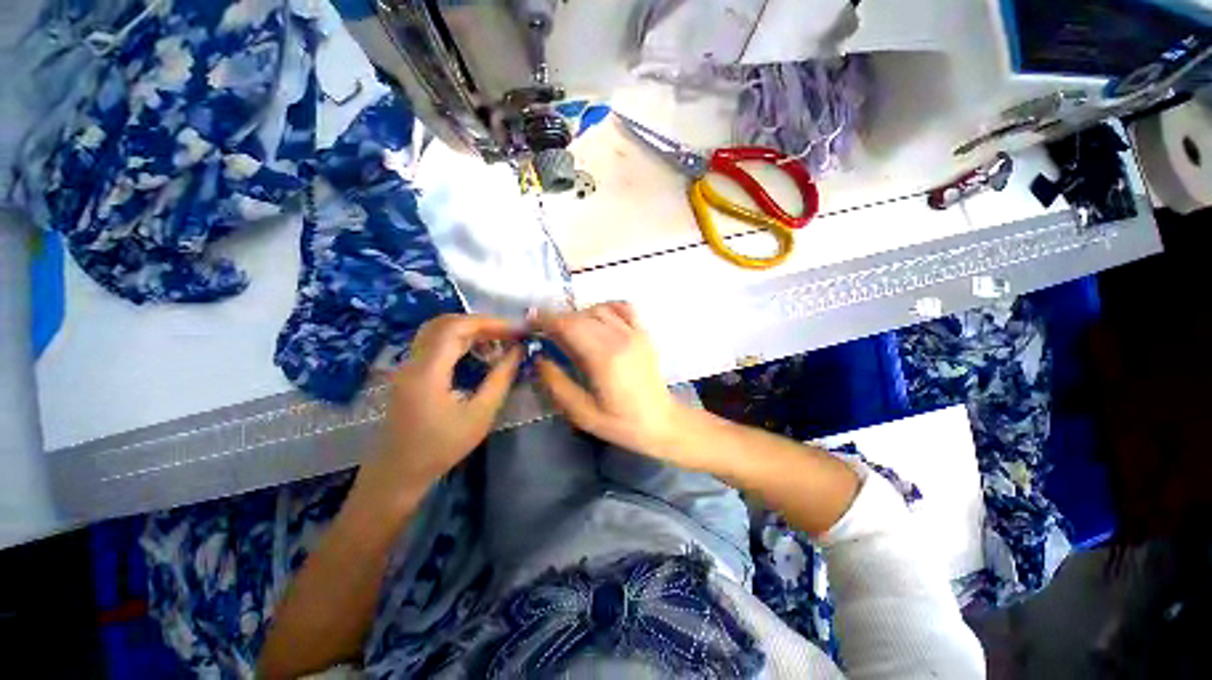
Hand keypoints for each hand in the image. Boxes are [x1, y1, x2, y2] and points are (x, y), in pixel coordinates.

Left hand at [355, 314, 522, 510]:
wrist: (398, 473)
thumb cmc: (441, 447)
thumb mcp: (480, 415)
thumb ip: (501, 379)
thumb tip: (519, 351)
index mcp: (427, 371)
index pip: (456, 327)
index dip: (489, 323)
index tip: (515, 330)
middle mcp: (413, 361)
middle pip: (445, 323)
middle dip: (481, 323)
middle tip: (508, 334)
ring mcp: (408, 365)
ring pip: (438, 330)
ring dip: (469, 330)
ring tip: (497, 341)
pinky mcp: (410, 372)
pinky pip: (435, 343)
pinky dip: (459, 340)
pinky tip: (478, 352)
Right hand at [532, 302, 684, 459]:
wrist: (662, 422)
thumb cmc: (622, 423)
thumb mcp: (583, 413)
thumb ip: (557, 384)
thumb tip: (539, 358)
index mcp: (604, 357)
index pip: (569, 326)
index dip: (546, 320)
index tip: (530, 323)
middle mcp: (620, 338)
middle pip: (581, 315)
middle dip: (558, 319)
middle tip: (544, 330)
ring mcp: (635, 333)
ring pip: (600, 309)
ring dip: (579, 314)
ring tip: (569, 329)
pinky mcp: (644, 333)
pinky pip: (623, 308)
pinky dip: (606, 307)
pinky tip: (597, 319)